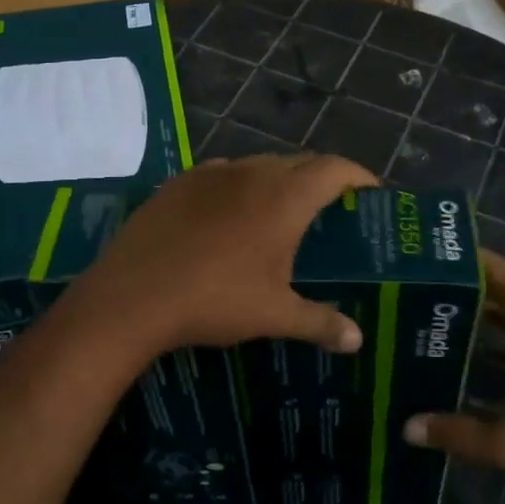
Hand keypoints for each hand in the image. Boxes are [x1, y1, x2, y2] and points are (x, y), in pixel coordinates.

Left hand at [64, 153, 377, 365]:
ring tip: (279, 214)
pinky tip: (228, 217)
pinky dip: (238, 187)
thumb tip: (357, 340)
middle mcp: (251, 173)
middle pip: (298, 163)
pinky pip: (222, 174)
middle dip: (320, 180)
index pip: (334, 169)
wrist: (133, 295)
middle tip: (329, 211)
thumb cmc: (215, 300)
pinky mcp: (179, 182)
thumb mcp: (273, 315)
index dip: (358, 176)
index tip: (370, 193)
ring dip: (277, 181)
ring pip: (258, 165)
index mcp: (284, 198)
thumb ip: (320, 322)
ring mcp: (211, 173)